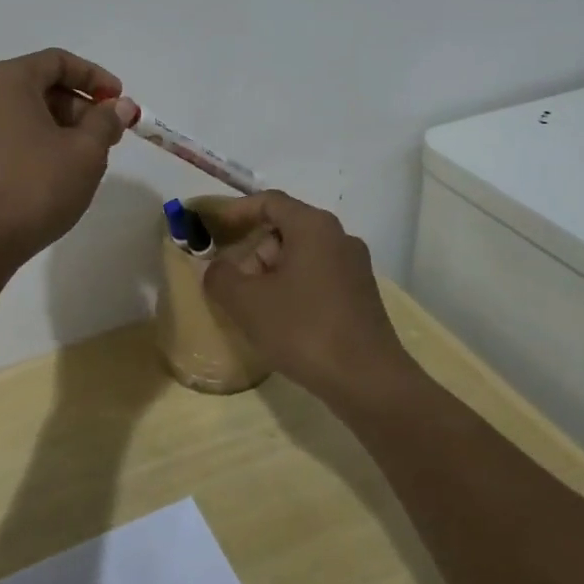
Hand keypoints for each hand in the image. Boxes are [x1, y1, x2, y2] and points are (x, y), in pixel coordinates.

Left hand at [0, 48, 139, 266]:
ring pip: (25, 113)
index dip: (95, 77)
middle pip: (40, 85)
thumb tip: (119, 106)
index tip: (119, 102)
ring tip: (87, 157)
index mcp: (7, 80)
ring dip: (61, 126)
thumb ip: (105, 122)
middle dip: (80, 106)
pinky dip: (37, 142)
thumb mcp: (85, 152)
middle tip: (109, 134)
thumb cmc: (34, 186)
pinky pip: (9, 135)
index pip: (58, 61)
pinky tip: (56, 172)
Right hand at [201, 191, 413, 406]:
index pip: (269, 201)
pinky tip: (281, 320)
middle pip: (285, 229)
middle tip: (232, 279)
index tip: (213, 227)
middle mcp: (339, 237)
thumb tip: (216, 268)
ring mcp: (355, 267)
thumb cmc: (304, 329)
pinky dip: (293, 287)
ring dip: (272, 272)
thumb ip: (220, 277)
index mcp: (313, 226)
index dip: (236, 211)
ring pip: (301, 255)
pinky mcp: (362, 295)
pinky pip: (318, 276)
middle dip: (253, 250)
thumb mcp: (247, 303)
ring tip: (252, 305)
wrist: (369, 382)